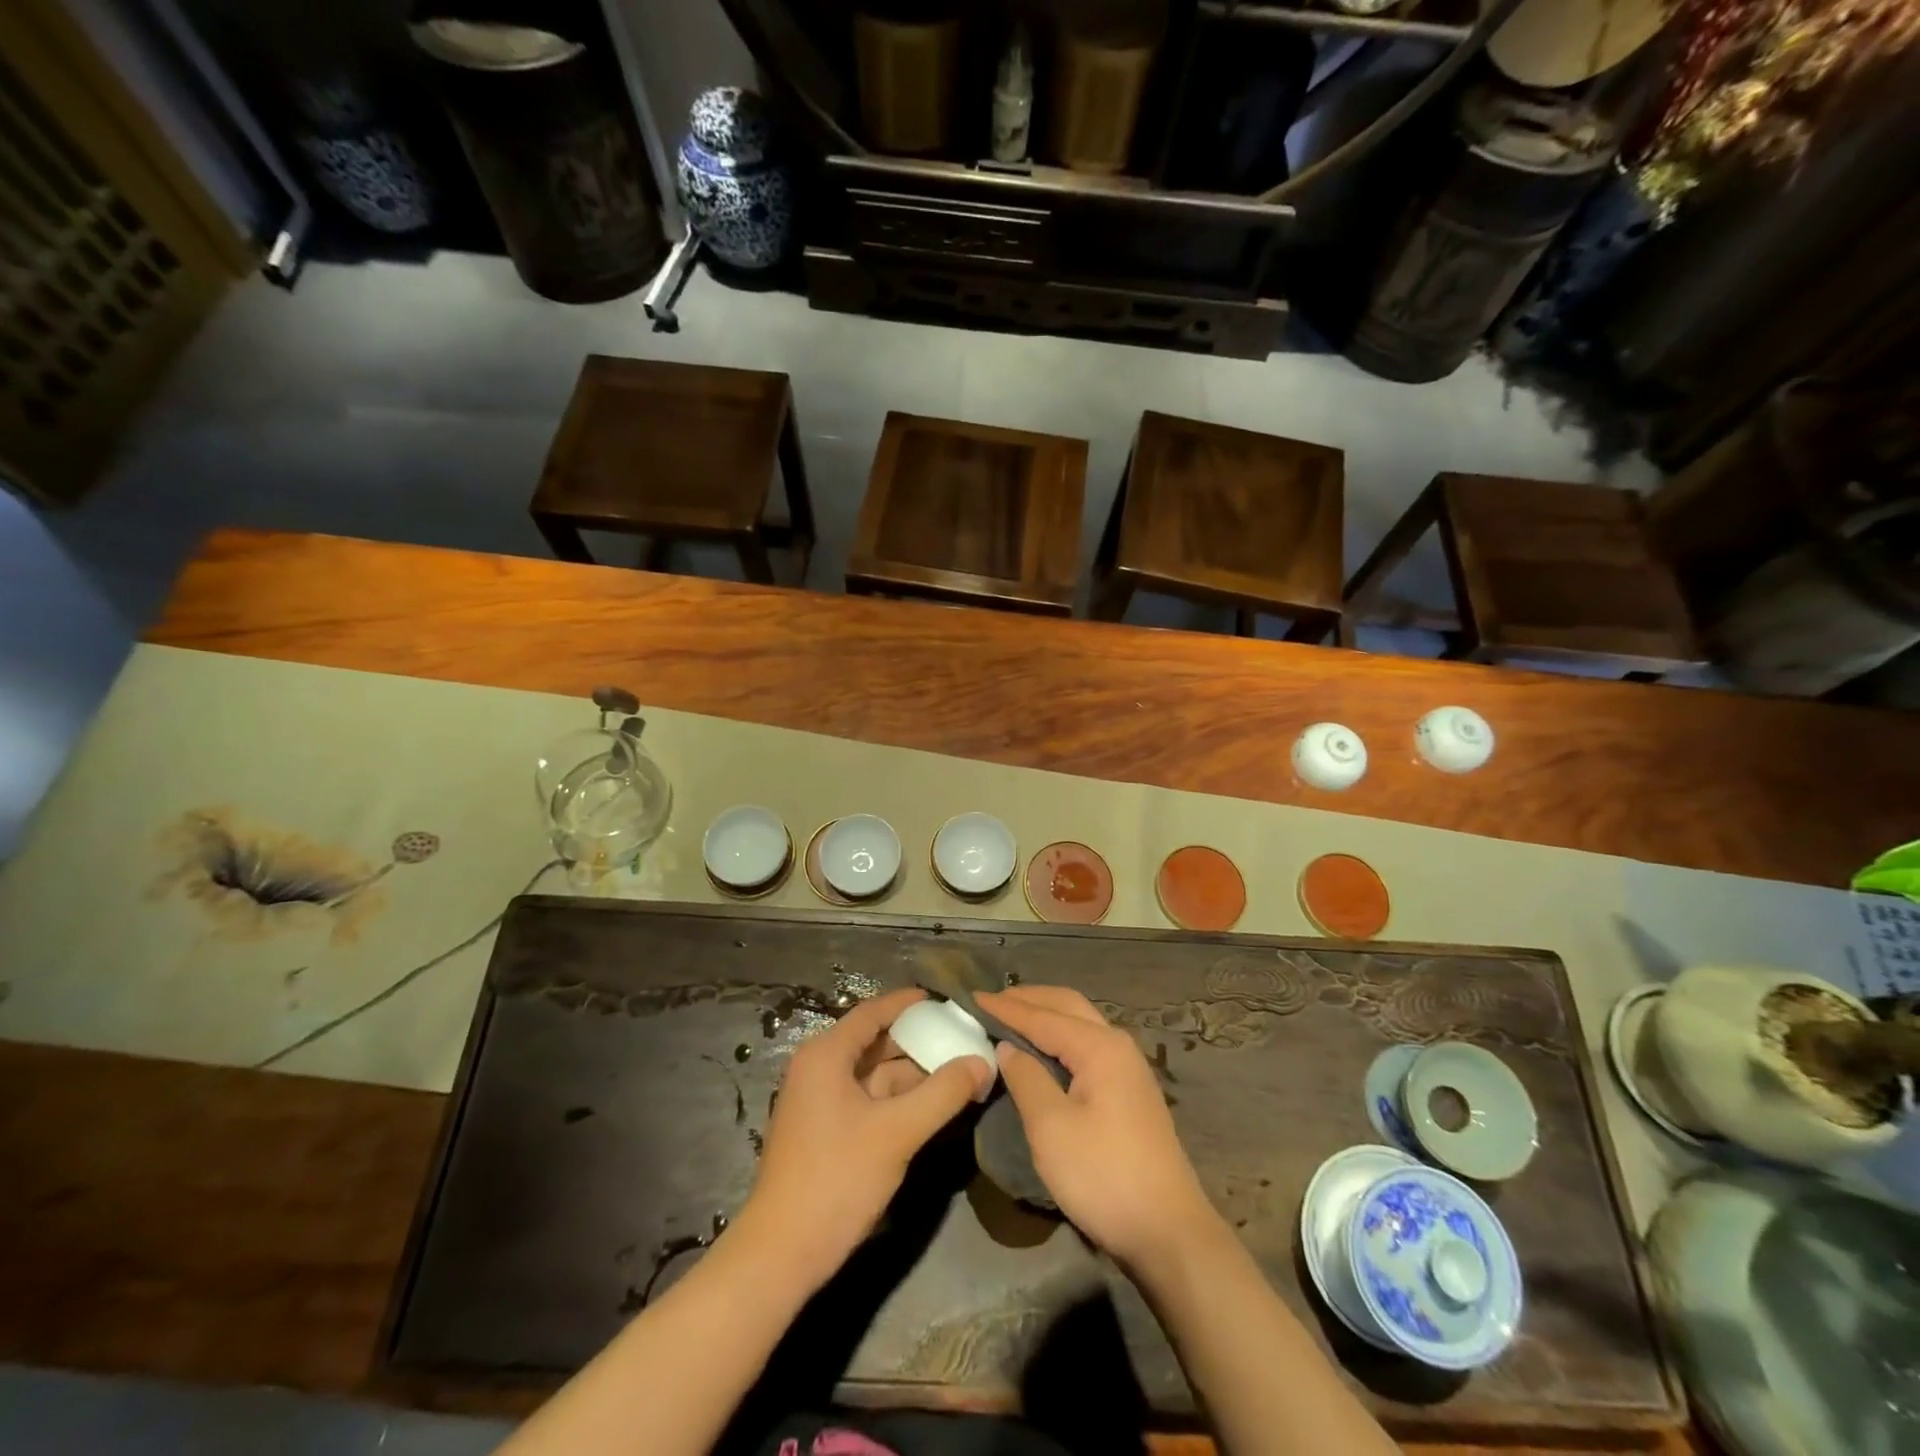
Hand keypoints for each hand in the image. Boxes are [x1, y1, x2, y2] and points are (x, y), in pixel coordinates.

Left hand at [734, 988, 990, 1287]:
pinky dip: (900, 1099)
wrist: (781, 1255)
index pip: (874, 1012)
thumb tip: (982, 1060)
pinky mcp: (826, 1131)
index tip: (947, 1000)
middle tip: (964, 1038)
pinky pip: (869, 1099)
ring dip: (914, 1074)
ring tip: (960, 1071)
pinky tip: (933, 1105)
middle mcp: (819, 1068)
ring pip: (875, 1074)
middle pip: (876, 1042)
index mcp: (826, 1054)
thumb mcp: (897, 1132)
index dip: (909, 1003)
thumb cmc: (836, 1179)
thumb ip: (943, 1092)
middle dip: (920, 1041)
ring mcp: (820, 1101)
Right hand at [975, 985, 1217, 1268]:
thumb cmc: (1104, 1175)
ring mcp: (1128, 1068)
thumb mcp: (1051, 1128)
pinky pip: (1088, 1044)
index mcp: (1099, 1047)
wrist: (1169, 1231)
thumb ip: (1026, 1079)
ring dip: (1047, 1014)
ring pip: (1081, 1023)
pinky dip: (1061, 1035)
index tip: (972, 997)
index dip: (1006, 1008)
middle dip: (1029, 999)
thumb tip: (1007, 1046)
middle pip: (1068, 1006)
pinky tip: (1045, 1049)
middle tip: (992, 1000)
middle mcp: (1117, 1045)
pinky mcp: (1130, 1091)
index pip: (1043, 1017)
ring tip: (1013, 1016)